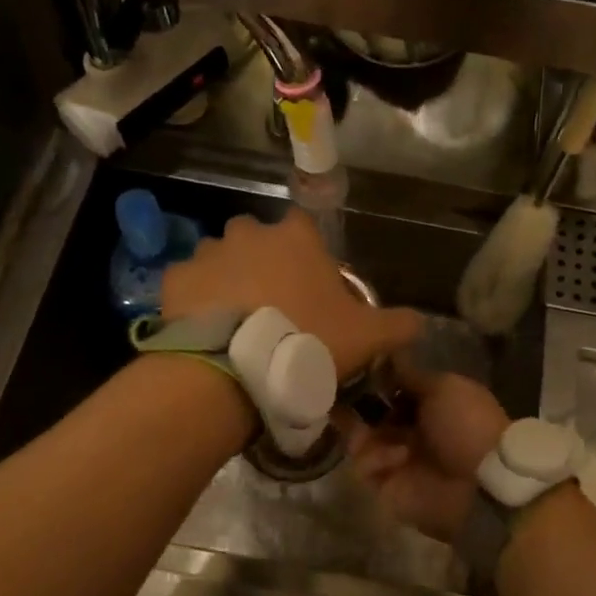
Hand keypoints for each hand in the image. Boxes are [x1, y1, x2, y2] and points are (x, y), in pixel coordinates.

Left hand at [161, 211, 419, 379]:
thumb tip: (420, 322)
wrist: (236, 368)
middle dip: (262, 263)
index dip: (306, 254)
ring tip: (235, 324)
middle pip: (257, 240)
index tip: (308, 285)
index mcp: (295, 237)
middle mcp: (249, 233)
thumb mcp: (367, 337)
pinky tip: (205, 330)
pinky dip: (195, 300)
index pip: (302, 226)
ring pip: (220, 259)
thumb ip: (397, 324)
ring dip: (227, 280)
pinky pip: (188, 284)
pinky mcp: (175, 278)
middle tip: (272, 306)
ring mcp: (208, 252)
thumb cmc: (308, 340)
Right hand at [350, 361, 509, 541]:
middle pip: (369, 414)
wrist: (481, 482)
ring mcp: (397, 459)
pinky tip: (398, 457)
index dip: (372, 381)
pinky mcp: (387, 486)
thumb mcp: (443, 388)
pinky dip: (376, 459)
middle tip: (343, 397)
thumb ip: (411, 376)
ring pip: (359, 440)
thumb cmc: (467, 424)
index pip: (389, 390)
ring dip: (360, 431)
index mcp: (427, 406)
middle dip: (357, 406)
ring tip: (362, 427)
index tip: (354, 369)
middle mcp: (410, 430)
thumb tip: (388, 355)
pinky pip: (364, 468)